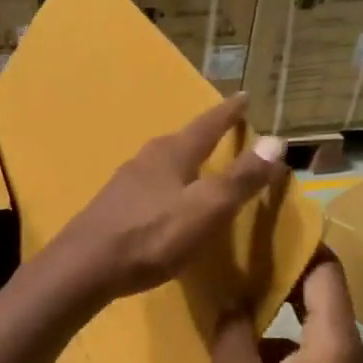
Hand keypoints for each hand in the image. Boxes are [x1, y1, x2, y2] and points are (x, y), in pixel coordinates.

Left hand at [55, 94, 289, 301]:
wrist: (85, 266)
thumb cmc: (152, 236)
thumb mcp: (206, 209)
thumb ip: (241, 178)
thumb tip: (277, 140)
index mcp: (171, 154)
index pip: (207, 125)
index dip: (228, 112)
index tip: (243, 96)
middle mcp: (145, 159)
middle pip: (180, 141)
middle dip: (203, 136)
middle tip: (222, 131)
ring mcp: (124, 182)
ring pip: (162, 163)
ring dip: (182, 161)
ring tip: (197, 166)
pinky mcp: (112, 206)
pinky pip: (148, 186)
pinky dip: (166, 185)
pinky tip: (165, 201)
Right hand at [212, 252, 362, 362]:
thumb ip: (232, 333)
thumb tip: (230, 302)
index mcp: (335, 343)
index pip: (327, 274)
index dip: (302, 248)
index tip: (269, 232)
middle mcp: (357, 354)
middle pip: (325, 300)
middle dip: (286, 282)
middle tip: (245, 267)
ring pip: (319, 332)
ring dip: (283, 323)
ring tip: (240, 322)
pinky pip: (321, 358)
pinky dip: (291, 352)